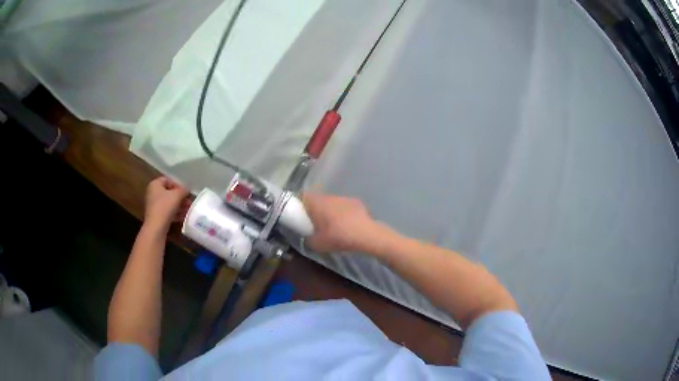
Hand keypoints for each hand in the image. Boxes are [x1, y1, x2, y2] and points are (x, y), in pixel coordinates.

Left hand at [144, 177, 189, 230]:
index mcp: (155, 184)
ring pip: (169, 203)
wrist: (156, 227)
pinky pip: (167, 212)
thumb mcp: (177, 195)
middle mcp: (152, 193)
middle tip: (189, 202)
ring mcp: (153, 205)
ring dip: (179, 206)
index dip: (178, 185)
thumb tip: (187, 189)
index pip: (168, 180)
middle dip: (180, 197)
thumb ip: (184, 190)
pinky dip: (175, 213)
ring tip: (188, 210)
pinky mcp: (156, 216)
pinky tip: (183, 217)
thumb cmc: (165, 206)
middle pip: (169, 193)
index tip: (186, 192)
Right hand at [301, 192, 377, 252]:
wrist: (366, 235)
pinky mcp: (357, 203)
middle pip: (318, 199)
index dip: (299, 204)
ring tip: (333, 225)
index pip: (303, 196)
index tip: (300, 215)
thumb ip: (308, 239)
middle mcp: (329, 196)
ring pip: (332, 202)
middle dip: (316, 209)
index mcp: (317, 203)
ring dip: (330, 211)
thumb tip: (308, 237)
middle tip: (315, 223)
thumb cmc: (338, 237)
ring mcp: (344, 198)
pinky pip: (344, 207)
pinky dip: (343, 213)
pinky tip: (347, 226)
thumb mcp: (317, 244)